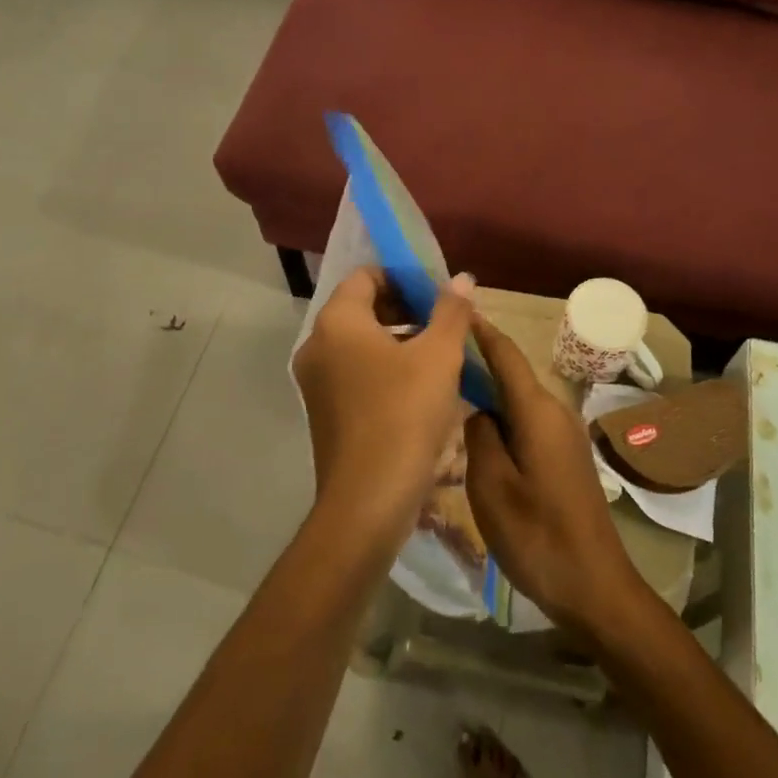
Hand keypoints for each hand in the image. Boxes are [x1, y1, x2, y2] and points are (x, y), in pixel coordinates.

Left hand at [292, 268, 475, 547]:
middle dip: (405, 308)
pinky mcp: (323, 410)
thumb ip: (451, 311)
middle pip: (361, 308)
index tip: (438, 293)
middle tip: (444, 322)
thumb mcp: (439, 357)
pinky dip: (383, 367)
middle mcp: (317, 345)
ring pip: (359, 343)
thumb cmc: (404, 415)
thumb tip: (461, 279)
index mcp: (337, 322)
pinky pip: (354, 372)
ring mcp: (315, 381)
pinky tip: (419, 386)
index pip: (366, 277)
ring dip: (397, 339)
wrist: (367, 500)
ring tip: (438, 353)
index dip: (404, 278)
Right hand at [464, 316, 646, 637]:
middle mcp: (555, 412)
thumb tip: (477, 410)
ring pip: (517, 402)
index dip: (480, 330)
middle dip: (476, 362)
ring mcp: (564, 435)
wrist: (595, 586)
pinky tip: (477, 436)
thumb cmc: (537, 536)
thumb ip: (478, 435)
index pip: (505, 355)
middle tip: (434, 360)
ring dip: (487, 394)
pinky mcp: (565, 457)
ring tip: (446, 394)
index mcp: (537, 411)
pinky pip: (527, 423)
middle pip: (511, 375)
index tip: (453, 309)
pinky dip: (501, 418)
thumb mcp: (491, 486)